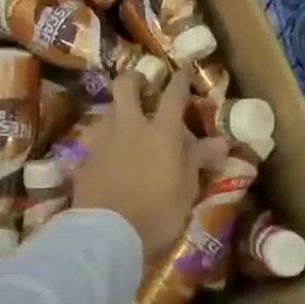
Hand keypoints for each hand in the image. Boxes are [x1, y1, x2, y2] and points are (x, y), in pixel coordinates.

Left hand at [72, 69, 228, 257]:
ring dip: (118, 109)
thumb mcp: (186, 190)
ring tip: (126, 122)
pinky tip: (108, 152)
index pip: (173, 95)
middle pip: (126, 86)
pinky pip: (94, 137)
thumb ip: (198, 161)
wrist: (106, 234)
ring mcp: (103, 140)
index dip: (180, 79)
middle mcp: (130, 126)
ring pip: (108, 108)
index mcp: (161, 132)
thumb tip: (220, 143)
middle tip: (144, 85)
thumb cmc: (156, 213)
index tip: (184, 69)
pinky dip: (103, 138)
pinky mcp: (84, 158)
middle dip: (136, 78)